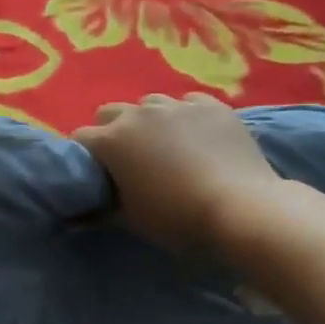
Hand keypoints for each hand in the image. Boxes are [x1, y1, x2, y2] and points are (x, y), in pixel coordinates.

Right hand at [74, 94, 281, 257]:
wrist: (243, 210)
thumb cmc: (178, 218)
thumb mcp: (131, 219)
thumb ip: (103, 208)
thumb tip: (81, 213)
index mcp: (111, 140)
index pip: (81, 139)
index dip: (86, 156)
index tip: (97, 174)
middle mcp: (137, 114)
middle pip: (110, 113)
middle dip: (113, 130)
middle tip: (130, 158)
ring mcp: (176, 106)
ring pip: (150, 104)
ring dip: (150, 121)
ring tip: (168, 145)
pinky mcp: (211, 106)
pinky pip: (189, 104)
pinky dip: (187, 117)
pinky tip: (199, 137)